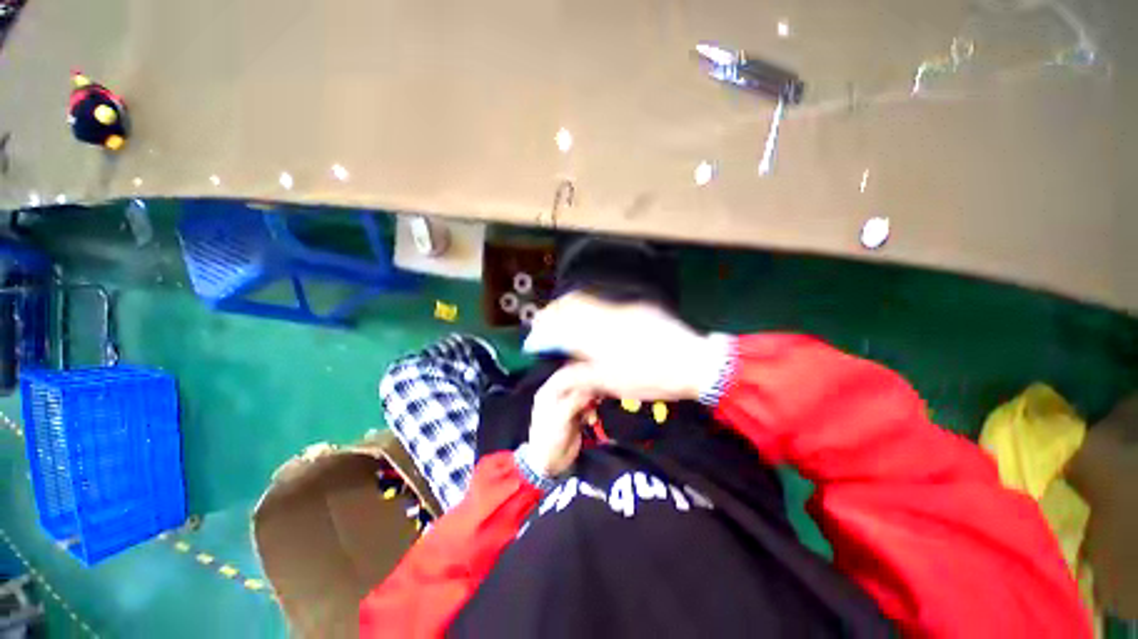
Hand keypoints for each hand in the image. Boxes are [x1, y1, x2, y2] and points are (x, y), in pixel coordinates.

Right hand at [524, 293, 725, 401]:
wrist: (693, 361)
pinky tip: (592, 324)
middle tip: (546, 329)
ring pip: (587, 300)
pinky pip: (604, 303)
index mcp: (597, 333)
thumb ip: (579, 374)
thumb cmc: (651, 377)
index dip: (543, 332)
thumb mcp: (611, 382)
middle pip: (570, 304)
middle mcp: (606, 313)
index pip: (559, 325)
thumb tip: (559, 371)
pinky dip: (589, 310)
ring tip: (564, 326)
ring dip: (570, 310)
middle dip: (552, 315)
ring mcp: (623, 306)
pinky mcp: (637, 306)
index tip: (535, 341)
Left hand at [524, 367, 593, 476]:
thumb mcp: (560, 419)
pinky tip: (592, 418)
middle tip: (598, 393)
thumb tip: (589, 390)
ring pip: (583, 394)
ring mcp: (567, 404)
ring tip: (596, 407)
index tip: (595, 376)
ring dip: (591, 400)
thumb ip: (574, 402)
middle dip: (588, 387)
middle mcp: (557, 395)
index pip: (564, 375)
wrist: (550, 463)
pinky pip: (587, 405)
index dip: (579, 374)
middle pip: (576, 383)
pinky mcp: (575, 414)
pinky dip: (591, 410)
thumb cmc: (550, 439)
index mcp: (548, 392)